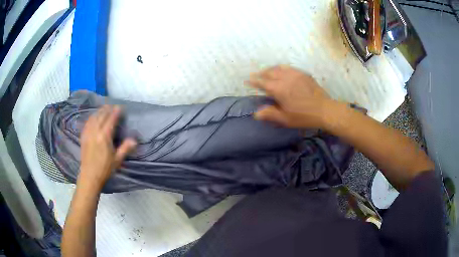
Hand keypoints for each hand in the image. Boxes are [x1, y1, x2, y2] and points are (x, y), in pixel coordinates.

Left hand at [79, 105, 135, 189]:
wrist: (90, 176)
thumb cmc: (105, 169)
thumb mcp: (117, 160)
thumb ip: (125, 148)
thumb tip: (134, 140)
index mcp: (104, 136)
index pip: (111, 120)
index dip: (115, 112)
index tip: (120, 107)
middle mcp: (95, 131)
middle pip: (101, 116)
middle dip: (107, 109)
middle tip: (113, 106)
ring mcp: (88, 133)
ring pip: (94, 117)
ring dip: (99, 111)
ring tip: (104, 108)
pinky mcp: (83, 136)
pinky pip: (87, 122)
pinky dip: (91, 117)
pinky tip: (93, 117)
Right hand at [247, 65, 338, 128]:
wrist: (324, 110)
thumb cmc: (304, 116)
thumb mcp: (285, 119)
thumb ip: (270, 114)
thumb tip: (256, 113)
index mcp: (279, 89)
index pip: (262, 82)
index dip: (254, 81)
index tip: (247, 80)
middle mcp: (285, 78)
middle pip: (269, 72)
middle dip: (261, 73)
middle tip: (255, 75)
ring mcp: (295, 74)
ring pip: (279, 68)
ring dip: (270, 69)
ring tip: (267, 72)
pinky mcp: (303, 74)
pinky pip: (289, 68)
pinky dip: (282, 68)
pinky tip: (282, 71)